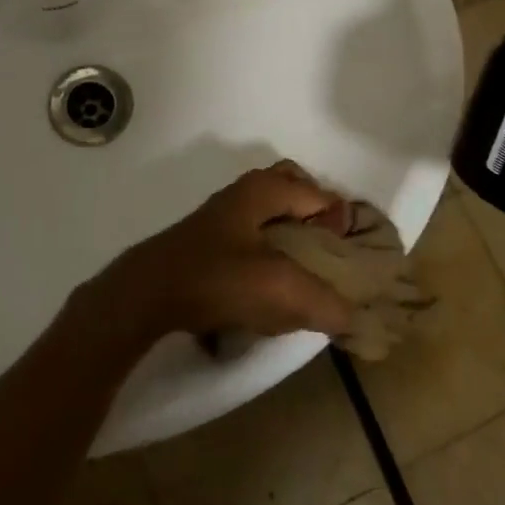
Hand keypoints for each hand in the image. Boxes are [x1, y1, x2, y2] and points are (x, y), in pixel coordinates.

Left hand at [99, 162, 360, 339]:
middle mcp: (245, 191)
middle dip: (315, 214)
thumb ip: (325, 302)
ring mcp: (224, 213)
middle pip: (293, 188)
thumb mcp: (280, 290)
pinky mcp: (210, 238)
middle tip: (329, 250)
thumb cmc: (218, 278)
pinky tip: (271, 281)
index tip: (355, 254)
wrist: (149, 292)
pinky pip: (253, 230)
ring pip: (270, 210)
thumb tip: (353, 316)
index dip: (342, 221)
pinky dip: (270, 245)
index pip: (319, 194)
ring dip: (292, 230)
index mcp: (265, 190)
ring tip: (306, 270)